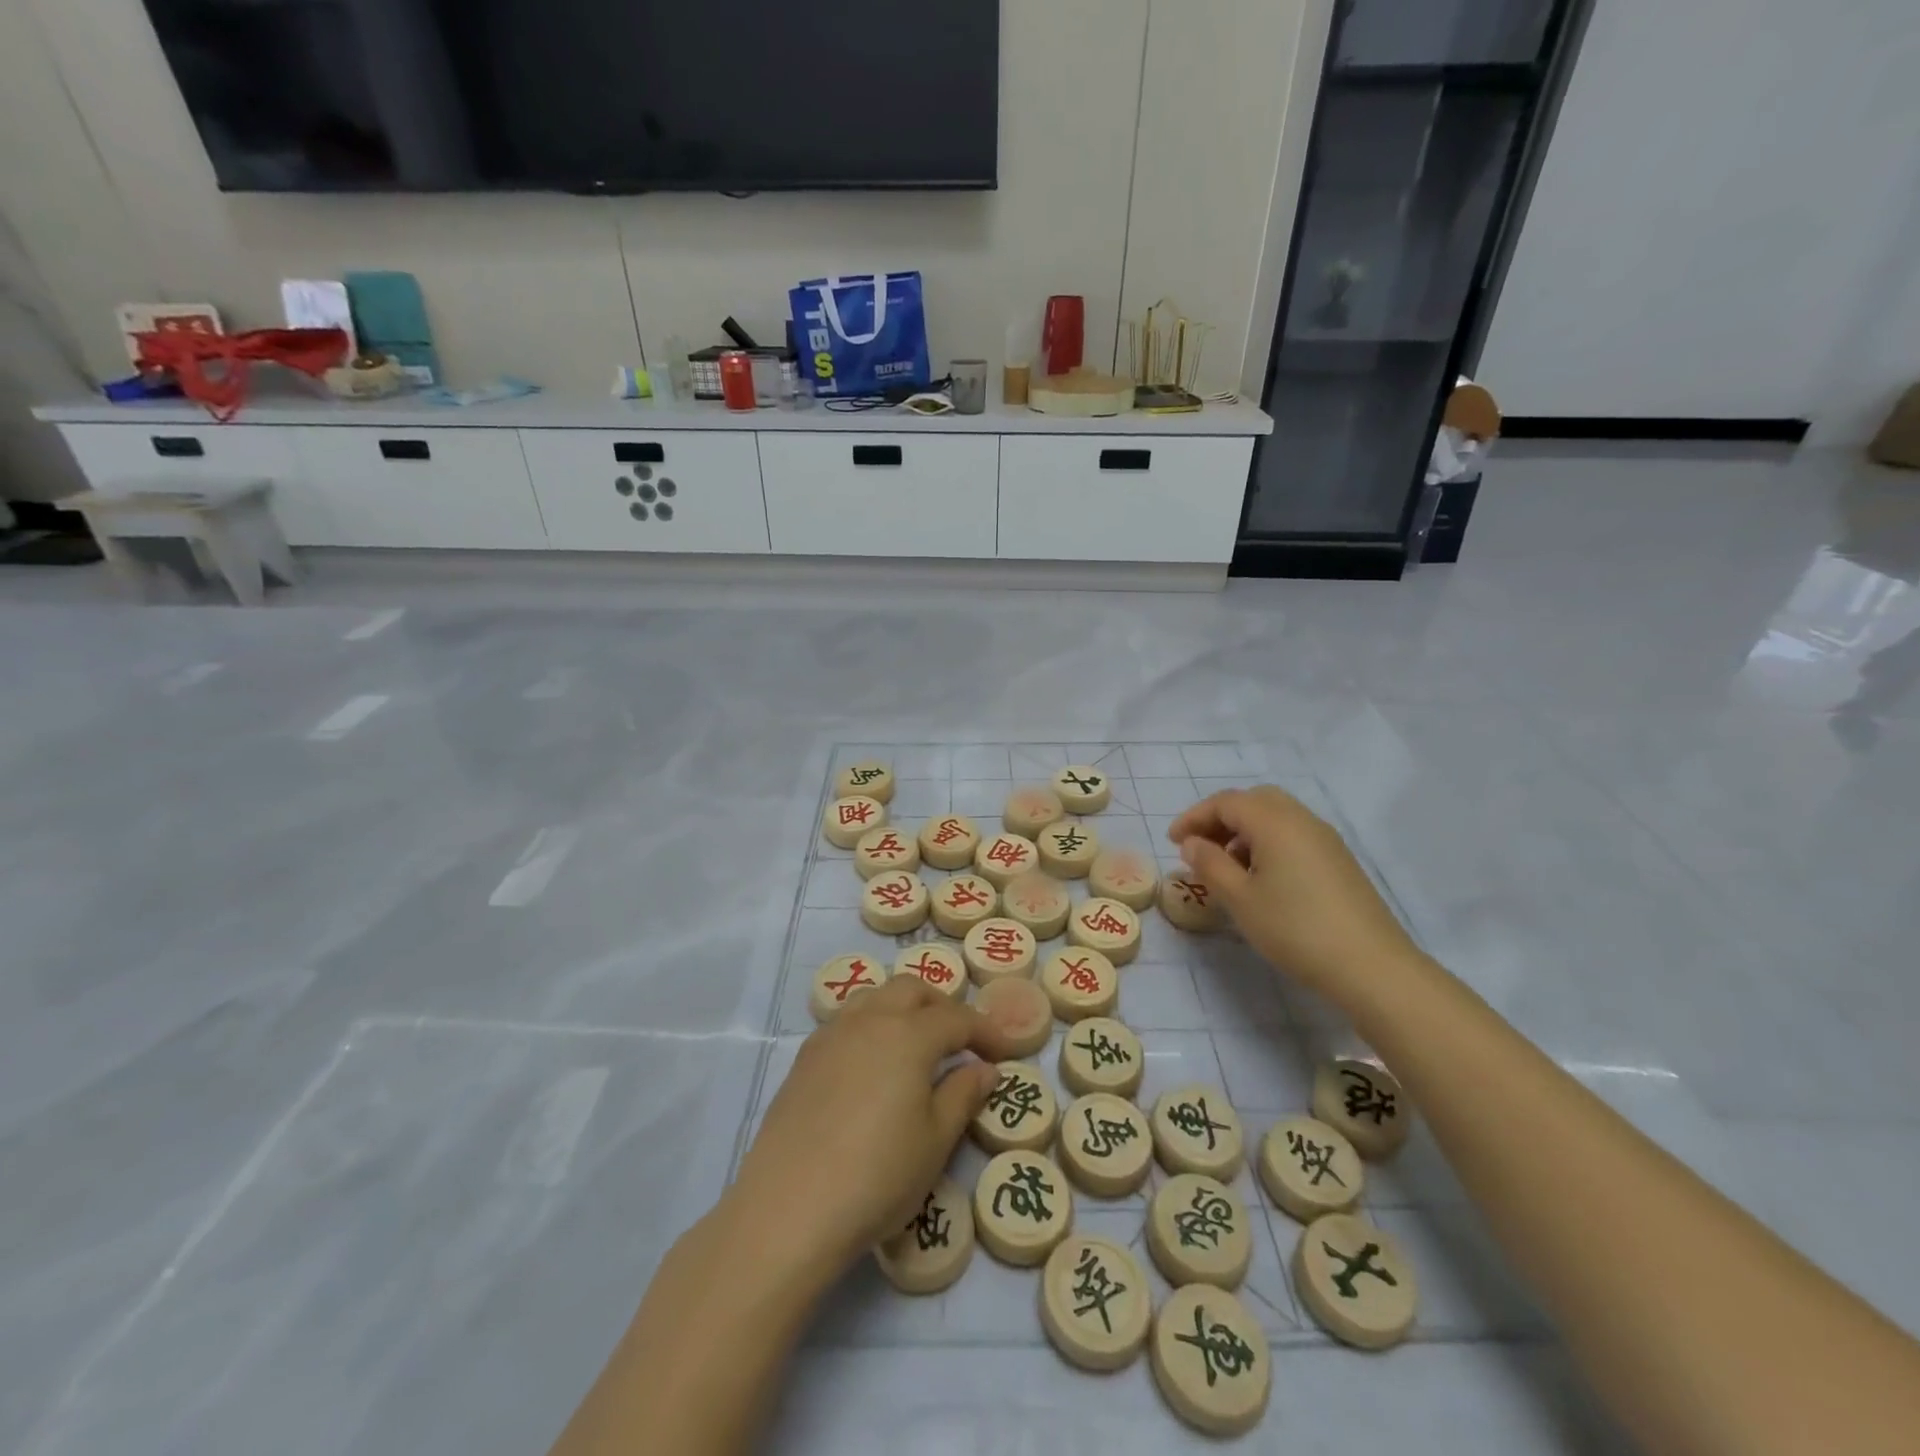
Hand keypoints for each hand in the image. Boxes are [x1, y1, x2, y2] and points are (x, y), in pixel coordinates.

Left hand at [731, 975, 1015, 1277]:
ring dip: (904, 1007)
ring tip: (918, 1042)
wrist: (788, 1207)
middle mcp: (869, 1019)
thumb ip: (963, 1095)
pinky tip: (875, 1061)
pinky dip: (872, 1024)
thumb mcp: (935, 1141)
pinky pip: (848, 1020)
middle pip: (912, 989)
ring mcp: (832, 1034)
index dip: (985, 1031)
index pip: (956, 1018)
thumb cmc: (877, 1175)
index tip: (1005, 1051)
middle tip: (962, 1039)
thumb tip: (985, 1068)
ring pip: (875, 996)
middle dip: (943, 1006)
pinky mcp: (805, 1057)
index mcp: (908, 1034)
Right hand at [1170, 785, 1419, 996]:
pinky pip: (1293, 834)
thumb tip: (1192, 843)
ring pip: (1275, 817)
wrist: (1371, 967)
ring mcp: (1325, 839)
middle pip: (1253, 801)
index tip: (1172, 842)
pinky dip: (1267, 843)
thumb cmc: (1295, 929)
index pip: (1225, 802)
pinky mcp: (1338, 860)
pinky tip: (1261, 878)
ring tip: (1226, 866)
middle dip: (1220, 818)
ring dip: (1244, 831)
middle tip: (1199, 848)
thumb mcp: (1240, 899)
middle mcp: (1301, 819)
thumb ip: (1210, 864)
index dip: (1194, 817)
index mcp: (1274, 822)